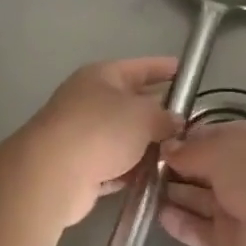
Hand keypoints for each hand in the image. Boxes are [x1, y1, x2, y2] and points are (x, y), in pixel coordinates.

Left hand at [21, 58, 182, 226]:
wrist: (53, 174)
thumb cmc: (101, 130)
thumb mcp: (144, 115)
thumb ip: (165, 117)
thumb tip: (175, 122)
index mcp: (102, 76)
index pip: (140, 67)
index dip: (164, 68)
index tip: (187, 73)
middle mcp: (90, 101)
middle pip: (133, 104)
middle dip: (160, 113)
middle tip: (193, 123)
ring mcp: (83, 136)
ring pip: (125, 138)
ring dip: (149, 147)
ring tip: (181, 155)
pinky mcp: (82, 168)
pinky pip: (117, 166)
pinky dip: (133, 171)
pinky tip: (157, 178)